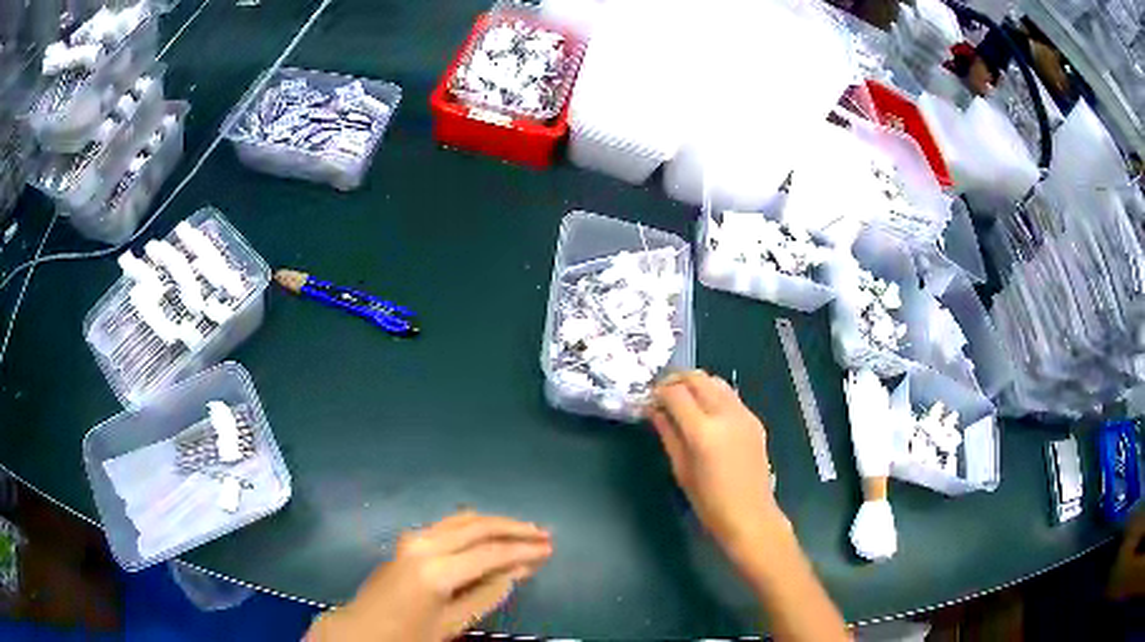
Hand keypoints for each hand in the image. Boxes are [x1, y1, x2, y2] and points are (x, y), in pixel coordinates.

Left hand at [307, 511, 551, 641]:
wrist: (362, 628)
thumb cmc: (408, 634)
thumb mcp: (452, 623)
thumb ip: (486, 595)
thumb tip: (516, 571)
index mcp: (436, 571)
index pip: (490, 553)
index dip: (523, 550)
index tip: (549, 549)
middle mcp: (424, 544)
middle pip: (478, 526)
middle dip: (514, 528)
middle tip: (544, 534)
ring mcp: (413, 538)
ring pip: (463, 519)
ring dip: (495, 523)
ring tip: (525, 530)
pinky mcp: (408, 539)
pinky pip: (449, 524)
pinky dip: (475, 526)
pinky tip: (491, 533)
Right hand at [648, 371, 786, 560]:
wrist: (750, 514)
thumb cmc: (709, 501)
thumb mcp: (681, 469)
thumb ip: (668, 434)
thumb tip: (655, 411)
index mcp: (703, 431)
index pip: (676, 393)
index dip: (659, 391)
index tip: (649, 398)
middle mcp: (726, 415)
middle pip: (698, 378)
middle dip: (676, 379)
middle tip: (662, 392)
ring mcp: (744, 415)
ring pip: (716, 381)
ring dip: (696, 384)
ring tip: (683, 399)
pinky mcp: (754, 420)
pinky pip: (730, 396)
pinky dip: (714, 394)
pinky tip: (706, 412)